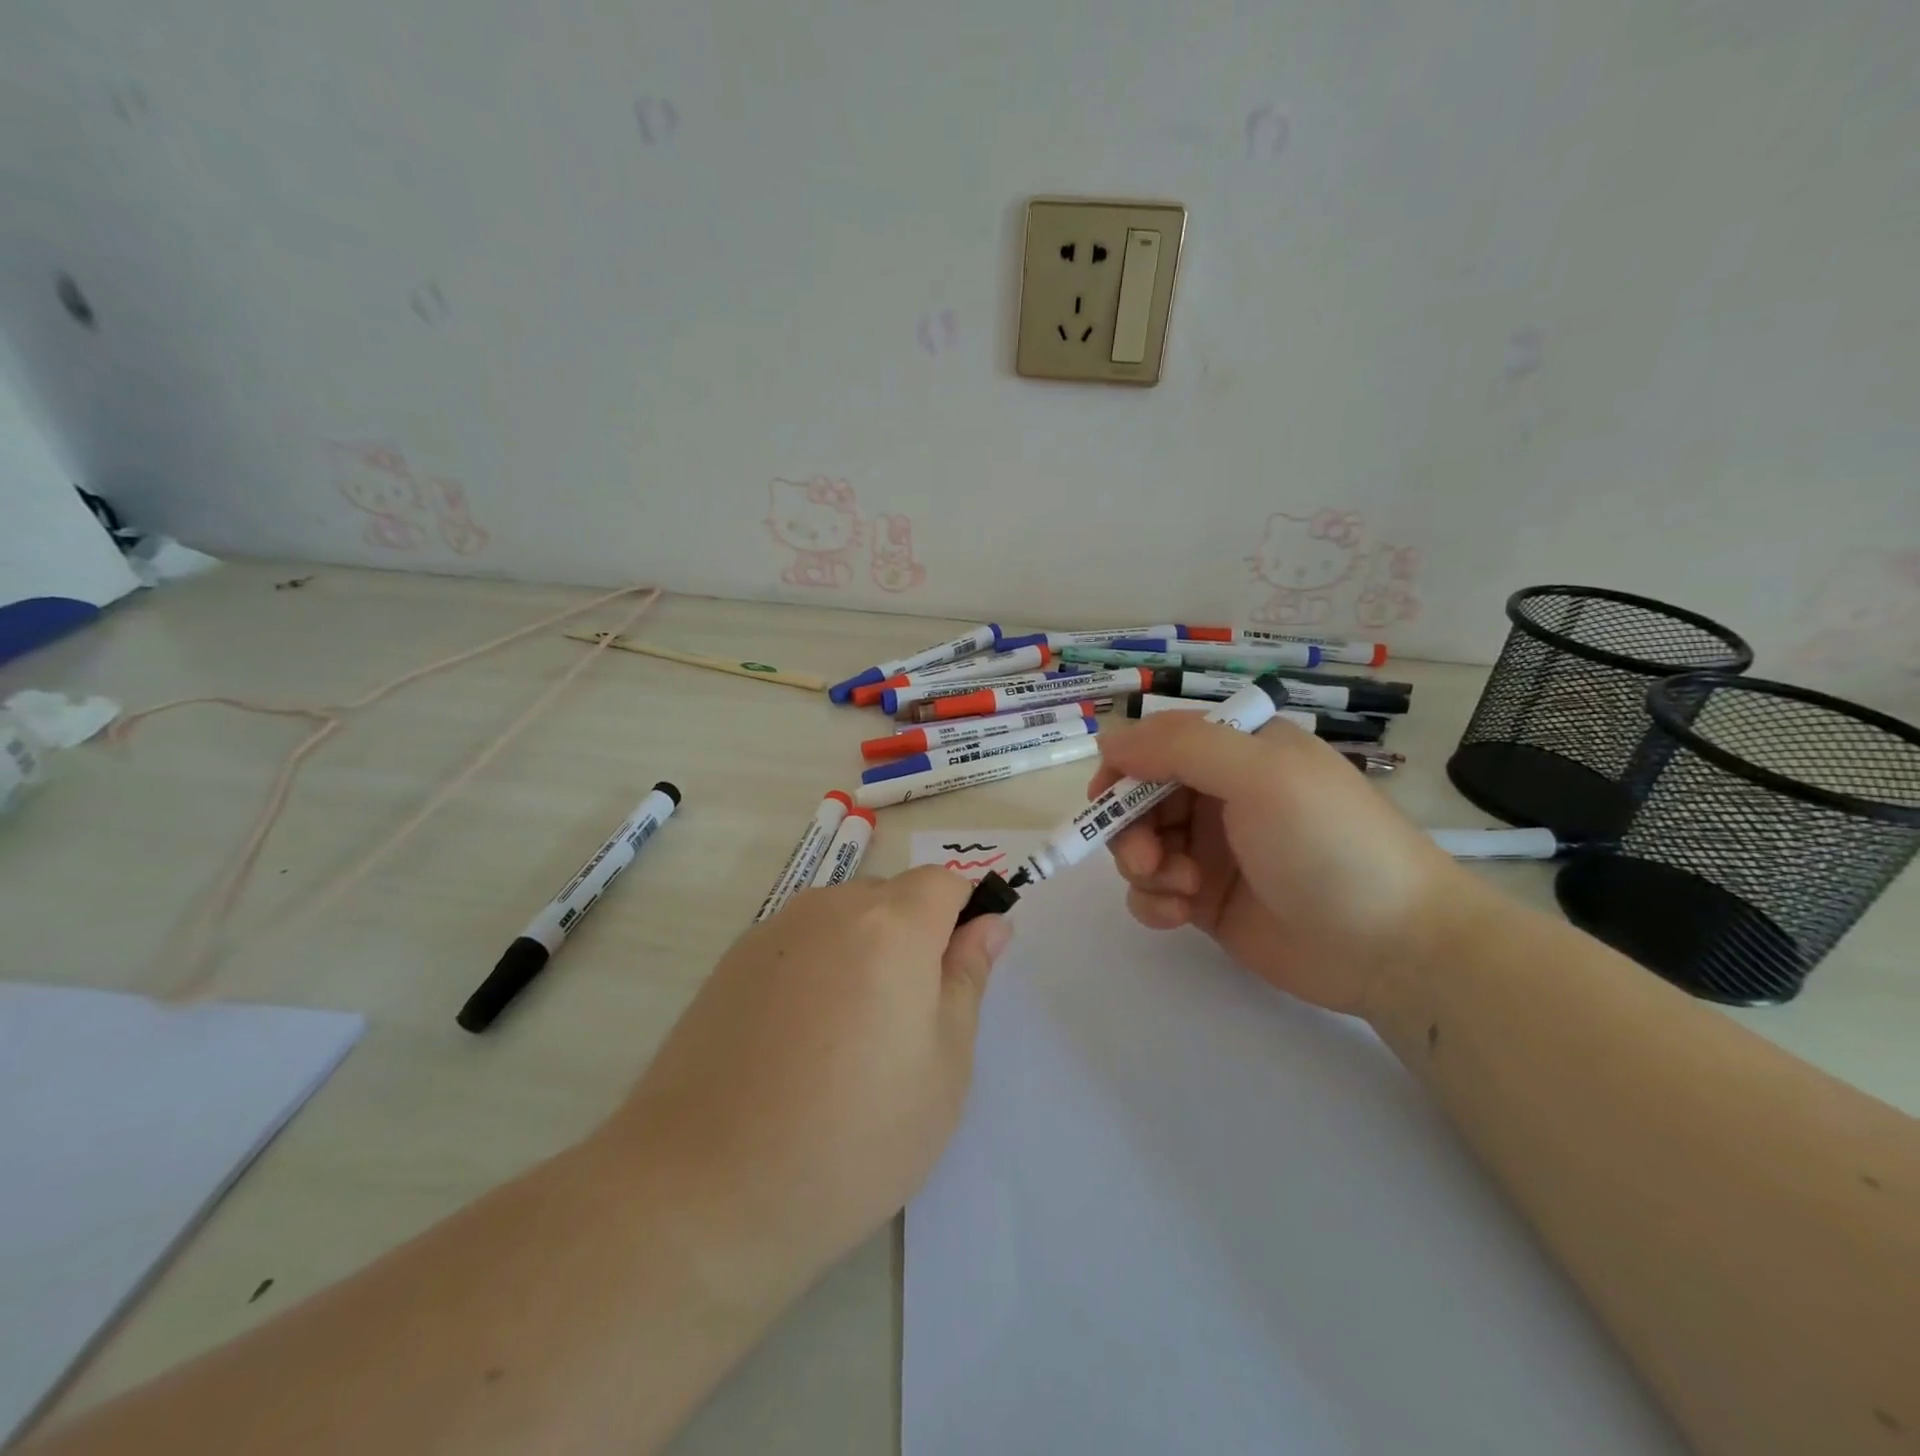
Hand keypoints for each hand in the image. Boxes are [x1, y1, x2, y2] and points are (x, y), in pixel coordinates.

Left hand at [602, 868, 1010, 1297]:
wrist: (704, 1191)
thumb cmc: (853, 1136)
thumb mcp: (943, 1066)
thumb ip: (967, 979)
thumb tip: (989, 924)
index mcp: (892, 925)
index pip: (944, 881)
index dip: (964, 913)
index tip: (962, 968)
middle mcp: (830, 908)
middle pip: (892, 896)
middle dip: (914, 936)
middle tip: (909, 1021)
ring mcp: (774, 931)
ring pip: (843, 919)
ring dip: (864, 953)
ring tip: (851, 1037)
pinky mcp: (731, 962)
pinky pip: (799, 944)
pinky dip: (818, 970)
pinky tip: (799, 1041)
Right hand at [1089, 712, 1465, 1017]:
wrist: (1393, 947)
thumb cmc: (1328, 844)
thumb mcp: (1261, 775)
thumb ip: (1181, 747)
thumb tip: (1109, 739)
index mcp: (1237, 752)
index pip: (1157, 743)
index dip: (1124, 768)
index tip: (1106, 800)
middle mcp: (1220, 794)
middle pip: (1140, 797)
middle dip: (1129, 826)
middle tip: (1146, 859)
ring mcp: (1213, 849)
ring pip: (1141, 844)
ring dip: (1143, 866)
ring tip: (1178, 889)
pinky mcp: (1208, 900)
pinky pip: (1154, 891)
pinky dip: (1153, 901)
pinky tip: (1180, 915)